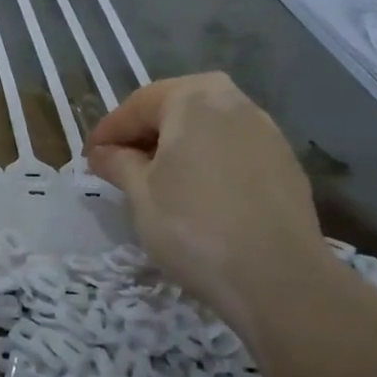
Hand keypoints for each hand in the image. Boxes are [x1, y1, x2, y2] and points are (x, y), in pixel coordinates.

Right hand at [87, 72, 328, 332]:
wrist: (279, 279)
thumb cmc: (193, 226)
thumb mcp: (140, 194)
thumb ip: (118, 163)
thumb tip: (104, 153)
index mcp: (194, 98)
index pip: (138, 105)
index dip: (108, 131)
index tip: (89, 157)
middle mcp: (235, 102)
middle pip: (176, 109)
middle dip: (145, 135)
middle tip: (119, 165)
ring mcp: (267, 132)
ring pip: (207, 130)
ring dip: (178, 148)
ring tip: (156, 182)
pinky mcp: (286, 164)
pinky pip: (233, 152)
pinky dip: (208, 164)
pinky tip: (198, 196)